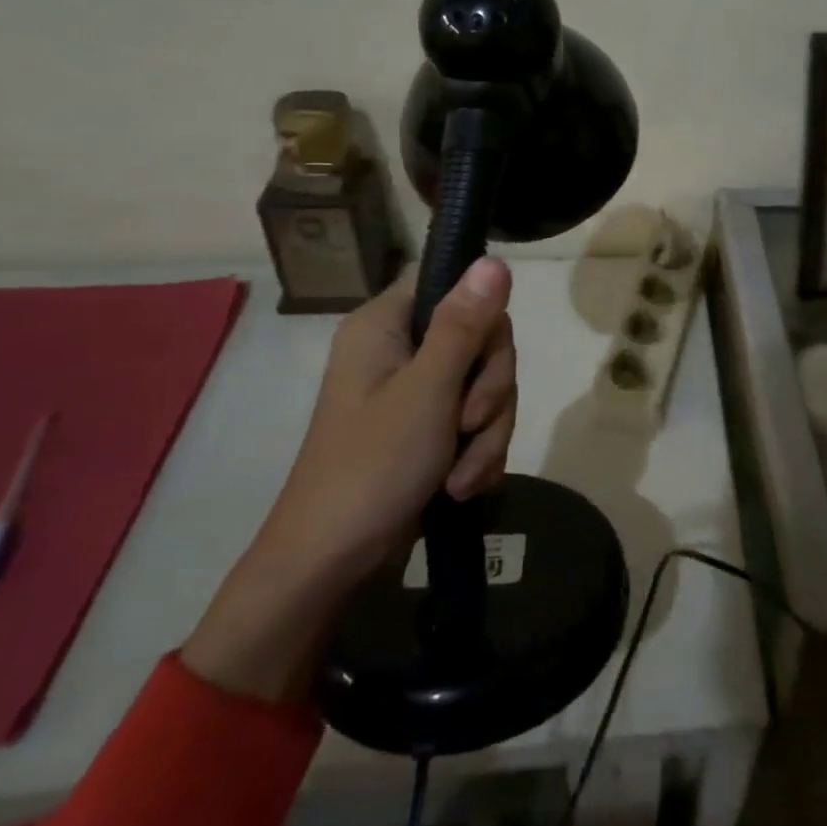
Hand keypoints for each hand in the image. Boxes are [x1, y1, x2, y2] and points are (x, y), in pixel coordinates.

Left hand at [183, 258, 516, 701]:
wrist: (331, 565)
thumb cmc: (372, 467)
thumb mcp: (427, 391)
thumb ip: (464, 325)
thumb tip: (495, 260)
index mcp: (385, 325)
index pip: (451, 283)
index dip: (480, 315)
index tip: (481, 356)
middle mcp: (400, 348)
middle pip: (481, 338)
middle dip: (490, 390)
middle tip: (470, 424)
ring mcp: (415, 390)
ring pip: (486, 383)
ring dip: (487, 432)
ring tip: (461, 476)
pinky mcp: (429, 428)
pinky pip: (478, 420)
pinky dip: (478, 453)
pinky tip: (462, 485)